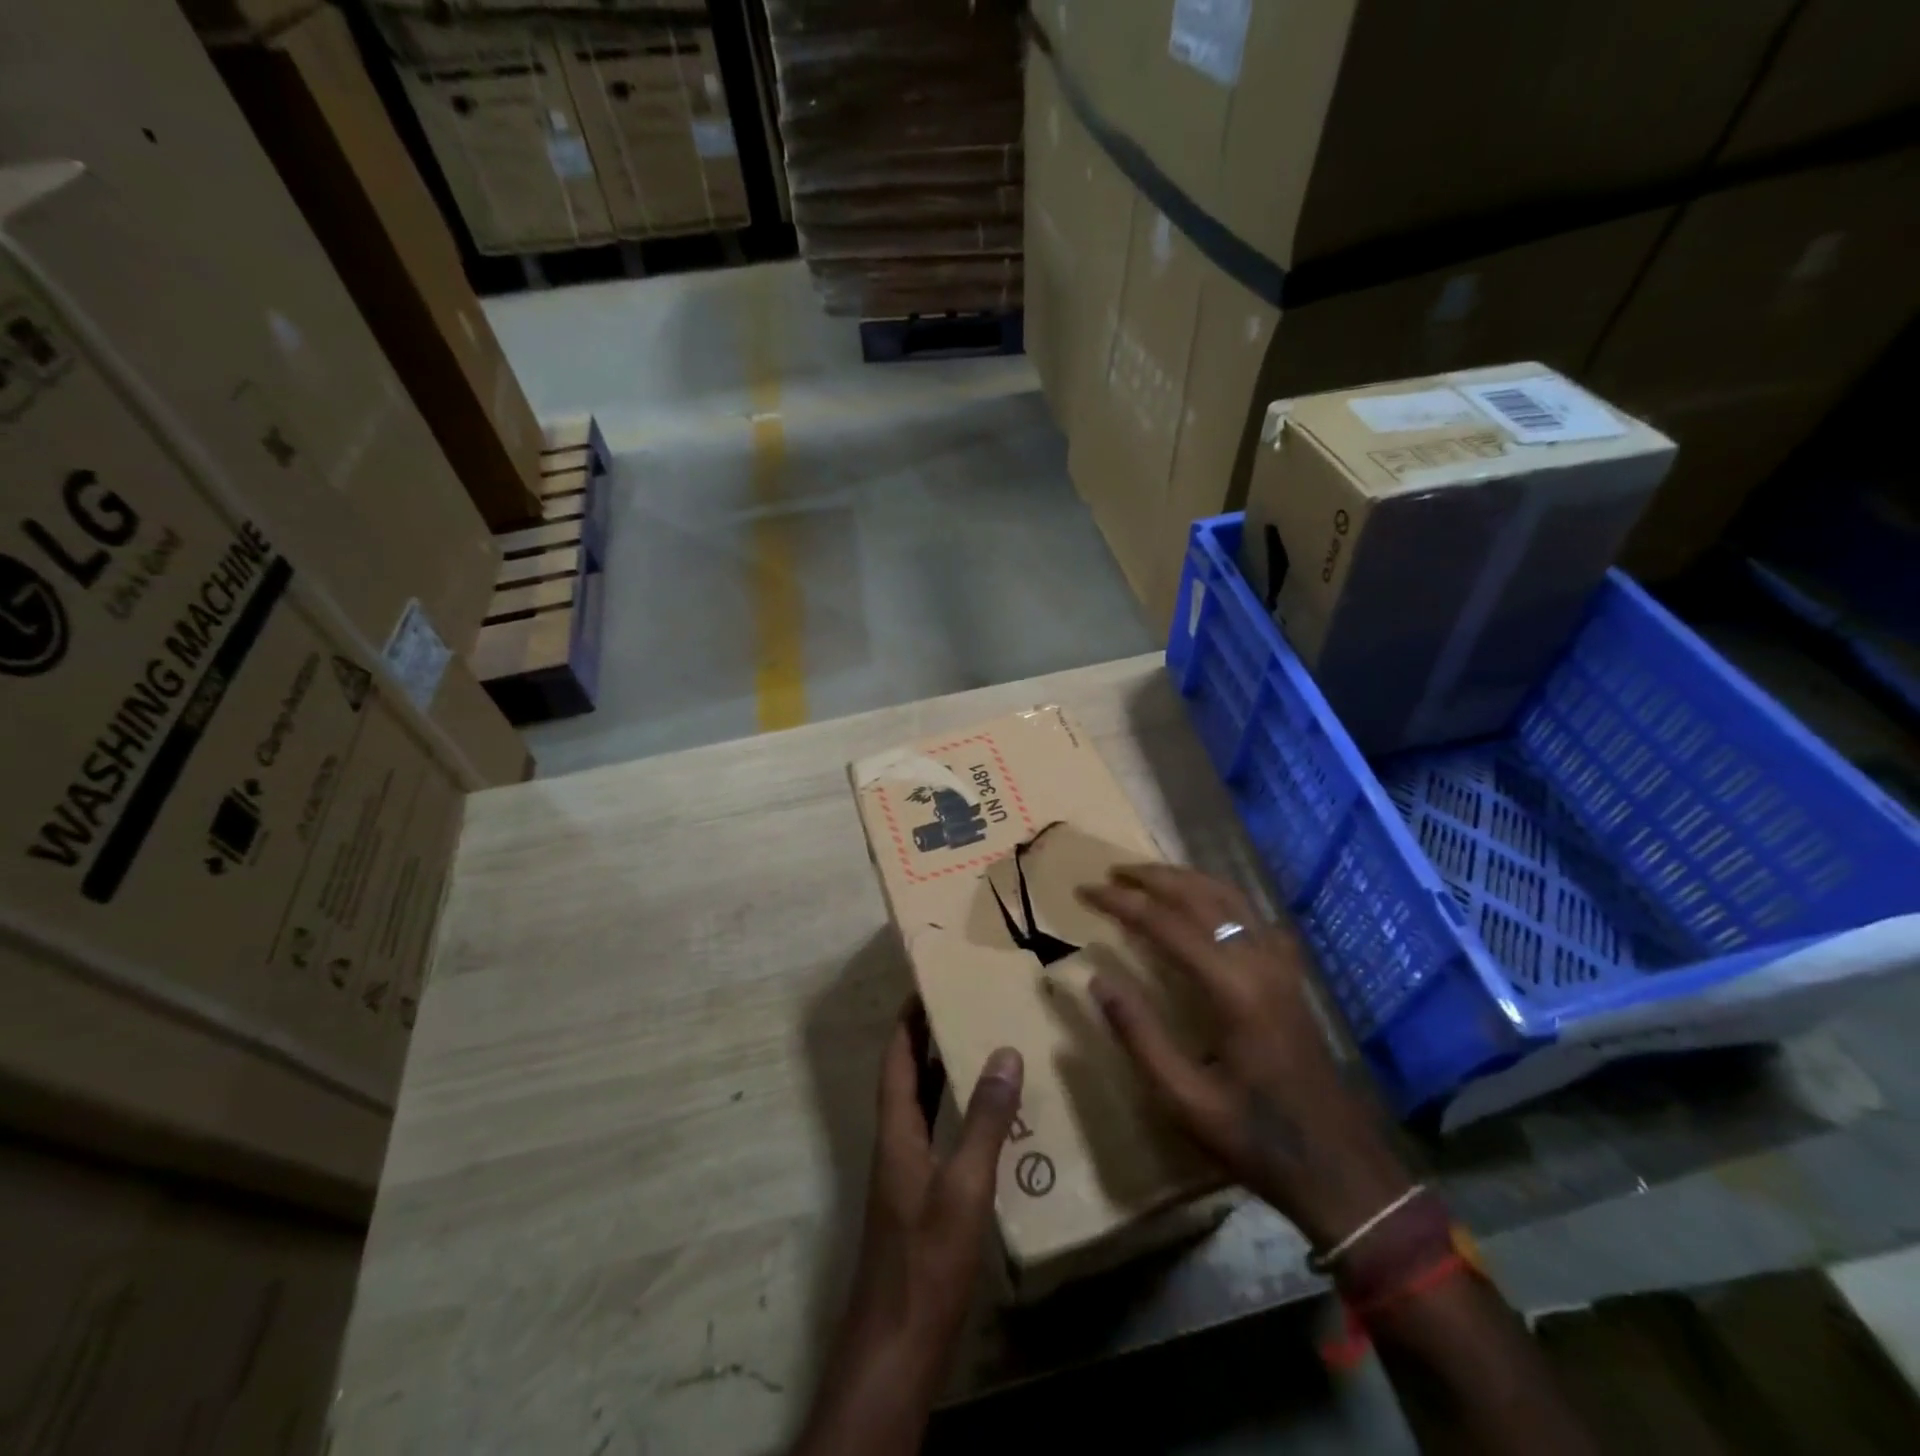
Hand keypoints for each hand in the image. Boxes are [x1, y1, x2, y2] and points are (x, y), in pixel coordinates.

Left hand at [795, 1003, 1022, 1455]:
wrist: (897, 1347)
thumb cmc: (927, 1259)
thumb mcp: (964, 1186)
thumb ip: (986, 1120)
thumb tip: (1004, 1052)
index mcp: (896, 1132)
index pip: (897, 1061)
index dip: (906, 1022)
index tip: (924, 985)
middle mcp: (896, 1146)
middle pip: (906, 1079)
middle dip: (925, 1039)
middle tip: (959, 1005)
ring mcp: (907, 1177)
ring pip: (922, 1109)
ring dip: (941, 1075)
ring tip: (977, 1045)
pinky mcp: (921, 1203)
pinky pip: (937, 1138)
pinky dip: (955, 1116)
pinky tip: (987, 1121)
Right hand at [1077, 864, 1411, 1249]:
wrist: (1338, 1166)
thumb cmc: (1254, 1136)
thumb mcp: (1183, 1098)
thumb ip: (1138, 1035)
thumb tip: (1097, 980)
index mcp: (1231, 988)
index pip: (1165, 923)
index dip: (1121, 902)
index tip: (1085, 890)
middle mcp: (1258, 961)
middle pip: (1199, 895)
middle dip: (1151, 877)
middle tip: (1110, 873)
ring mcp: (1280, 964)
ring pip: (1229, 896)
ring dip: (1184, 878)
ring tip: (1146, 876)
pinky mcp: (1290, 974)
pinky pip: (1252, 914)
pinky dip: (1218, 895)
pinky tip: (1202, 903)